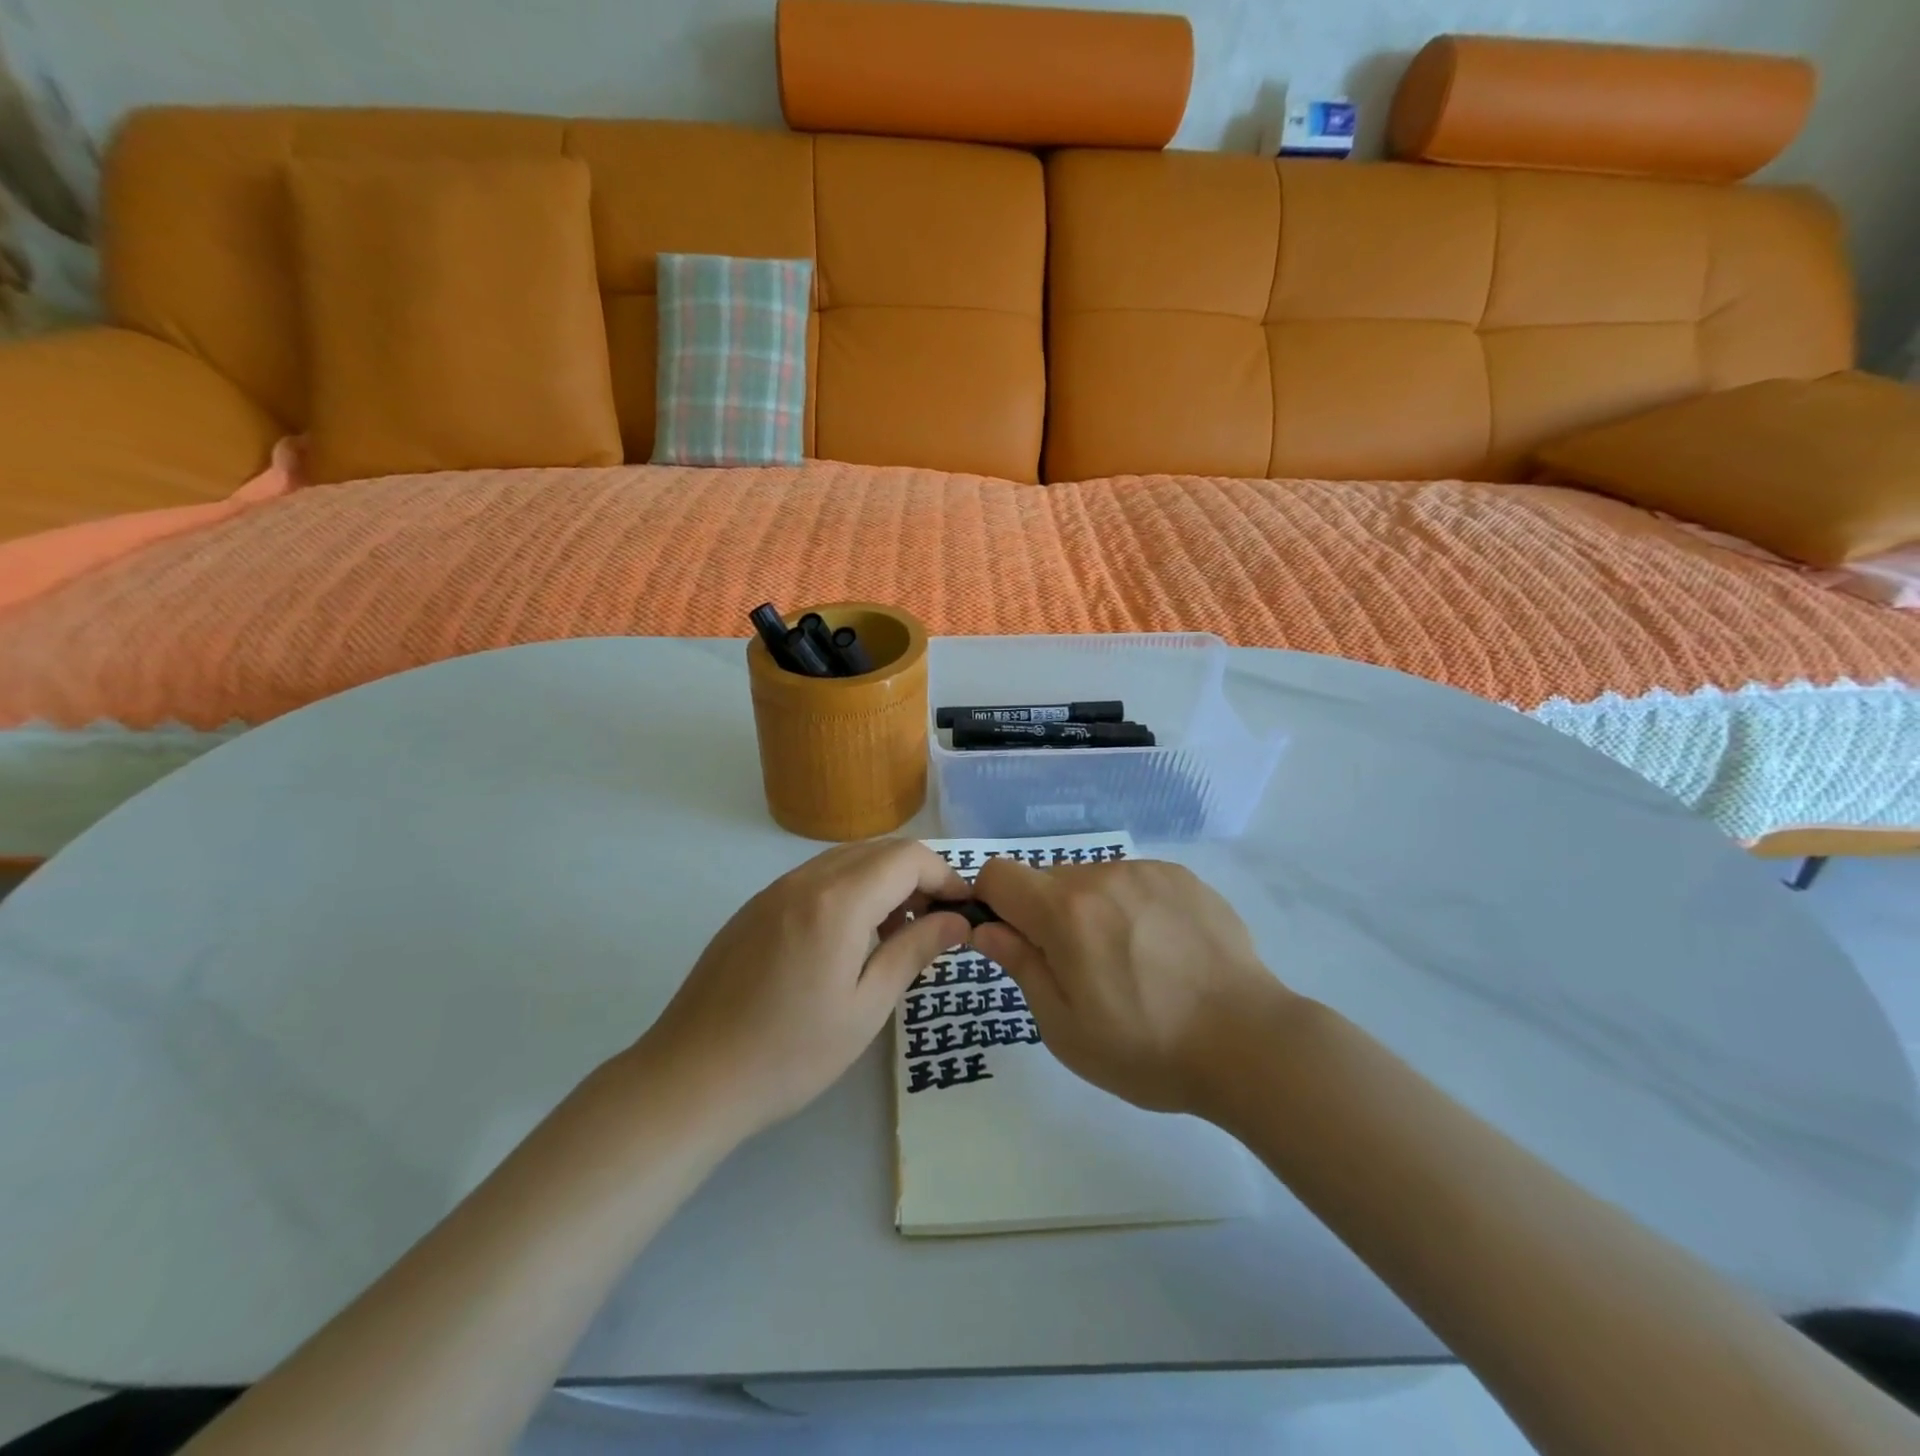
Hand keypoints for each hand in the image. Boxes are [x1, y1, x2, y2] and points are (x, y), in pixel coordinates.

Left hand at [639, 839, 970, 1138]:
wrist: (691, 1079)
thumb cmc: (789, 1053)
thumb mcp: (866, 1008)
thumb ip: (914, 951)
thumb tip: (957, 920)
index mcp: (837, 901)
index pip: (908, 858)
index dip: (945, 876)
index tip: (964, 910)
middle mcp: (805, 879)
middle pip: (879, 850)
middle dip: (918, 875)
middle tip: (938, 922)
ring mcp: (774, 890)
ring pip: (846, 860)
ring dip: (883, 880)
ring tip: (898, 931)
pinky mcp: (756, 907)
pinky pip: (816, 877)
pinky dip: (849, 889)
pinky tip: (849, 937)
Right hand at [971, 856, 1288, 1116]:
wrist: (1249, 1042)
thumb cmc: (1147, 1047)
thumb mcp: (1065, 1027)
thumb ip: (1020, 966)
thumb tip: (986, 929)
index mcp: (1065, 912)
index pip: (998, 874)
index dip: (993, 903)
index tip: (1013, 940)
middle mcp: (1102, 876)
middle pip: (1047, 880)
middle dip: (1046, 915)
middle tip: (1079, 969)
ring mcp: (1147, 871)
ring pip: (1093, 880)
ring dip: (1091, 911)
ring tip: (1129, 963)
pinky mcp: (1183, 877)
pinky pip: (1134, 882)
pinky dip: (1131, 907)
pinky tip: (1163, 951)